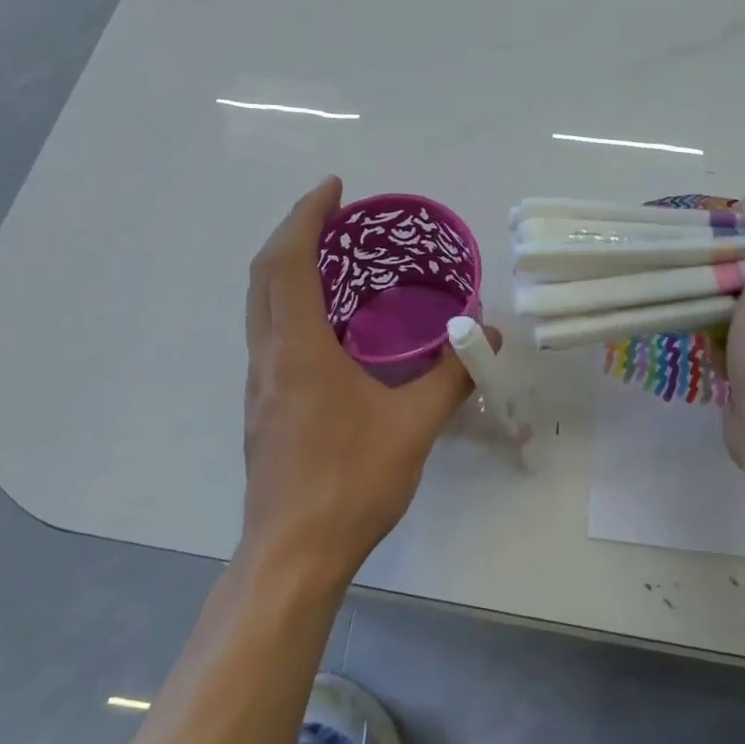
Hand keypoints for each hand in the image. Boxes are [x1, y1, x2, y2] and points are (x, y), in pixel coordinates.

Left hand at [241, 177, 484, 583]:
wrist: (293, 554)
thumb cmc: (351, 484)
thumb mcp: (414, 427)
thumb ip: (451, 375)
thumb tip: (485, 336)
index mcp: (299, 351)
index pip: (287, 262)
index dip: (305, 215)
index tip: (333, 189)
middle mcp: (269, 357)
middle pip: (262, 275)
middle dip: (292, 232)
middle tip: (333, 217)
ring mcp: (259, 384)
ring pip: (260, 306)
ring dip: (286, 270)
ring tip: (332, 260)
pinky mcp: (262, 407)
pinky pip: (269, 335)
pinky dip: (290, 306)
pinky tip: (328, 326)